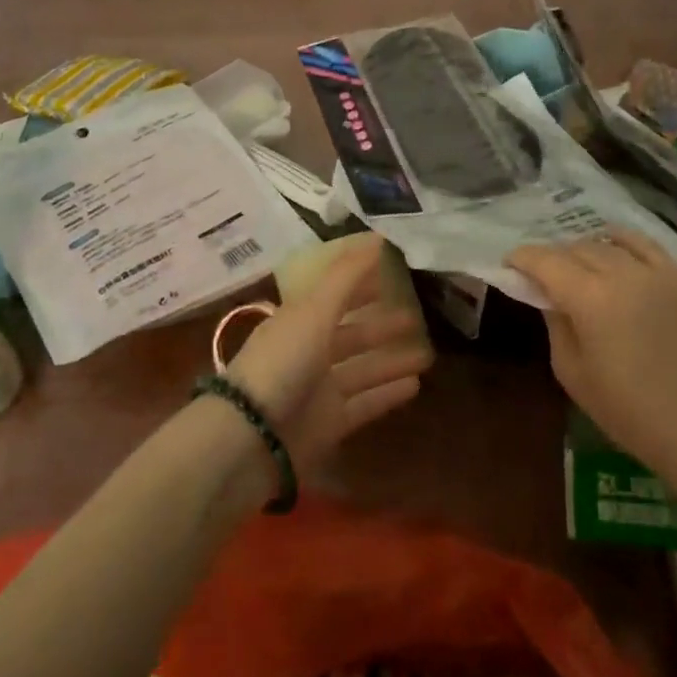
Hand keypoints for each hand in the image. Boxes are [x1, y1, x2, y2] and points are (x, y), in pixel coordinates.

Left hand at [225, 238, 432, 475]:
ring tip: (427, 355)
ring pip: (362, 370)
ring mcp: (318, 390)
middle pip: (350, 334)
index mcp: (299, 321)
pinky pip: (364, 404)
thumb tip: (377, 238)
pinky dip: (387, 394)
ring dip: (391, 361)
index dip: (359, 284)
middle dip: (380, 326)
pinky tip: (415, 385)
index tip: (391, 275)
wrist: (249, 438)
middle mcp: (308, 352)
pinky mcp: (328, 424)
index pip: (334, 296)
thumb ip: (346, 277)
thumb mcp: (313, 311)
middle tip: (416, 318)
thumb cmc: (281, 364)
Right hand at [507, 228, 676, 523]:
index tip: (508, 263)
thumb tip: (546, 294)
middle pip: (575, 248)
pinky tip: (611, 244)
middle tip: (540, 274)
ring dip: (583, 249)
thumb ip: (554, 323)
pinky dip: (621, 240)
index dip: (522, 258)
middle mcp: (622, 274)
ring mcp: (656, 273)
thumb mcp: (571, 371)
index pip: (546, 261)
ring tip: (574, 266)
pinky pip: (644, 243)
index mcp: (591, 299)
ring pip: (606, 243)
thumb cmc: (627, 411)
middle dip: (551, 257)